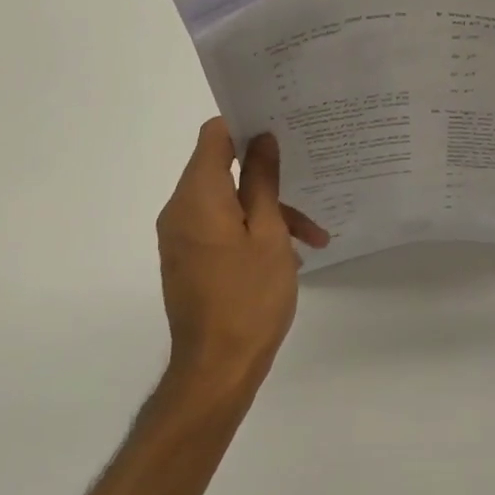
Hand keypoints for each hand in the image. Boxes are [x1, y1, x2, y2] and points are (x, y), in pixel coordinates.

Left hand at [157, 119, 329, 390]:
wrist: (216, 369)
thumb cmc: (249, 296)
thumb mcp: (269, 233)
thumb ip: (262, 181)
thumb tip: (261, 139)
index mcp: (197, 196)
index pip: (213, 135)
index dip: (246, 125)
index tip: (281, 128)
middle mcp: (180, 209)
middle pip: (222, 169)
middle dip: (267, 175)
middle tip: (308, 176)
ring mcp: (182, 236)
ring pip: (227, 202)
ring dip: (268, 210)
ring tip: (314, 236)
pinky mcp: (189, 259)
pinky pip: (220, 227)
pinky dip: (251, 230)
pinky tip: (291, 254)